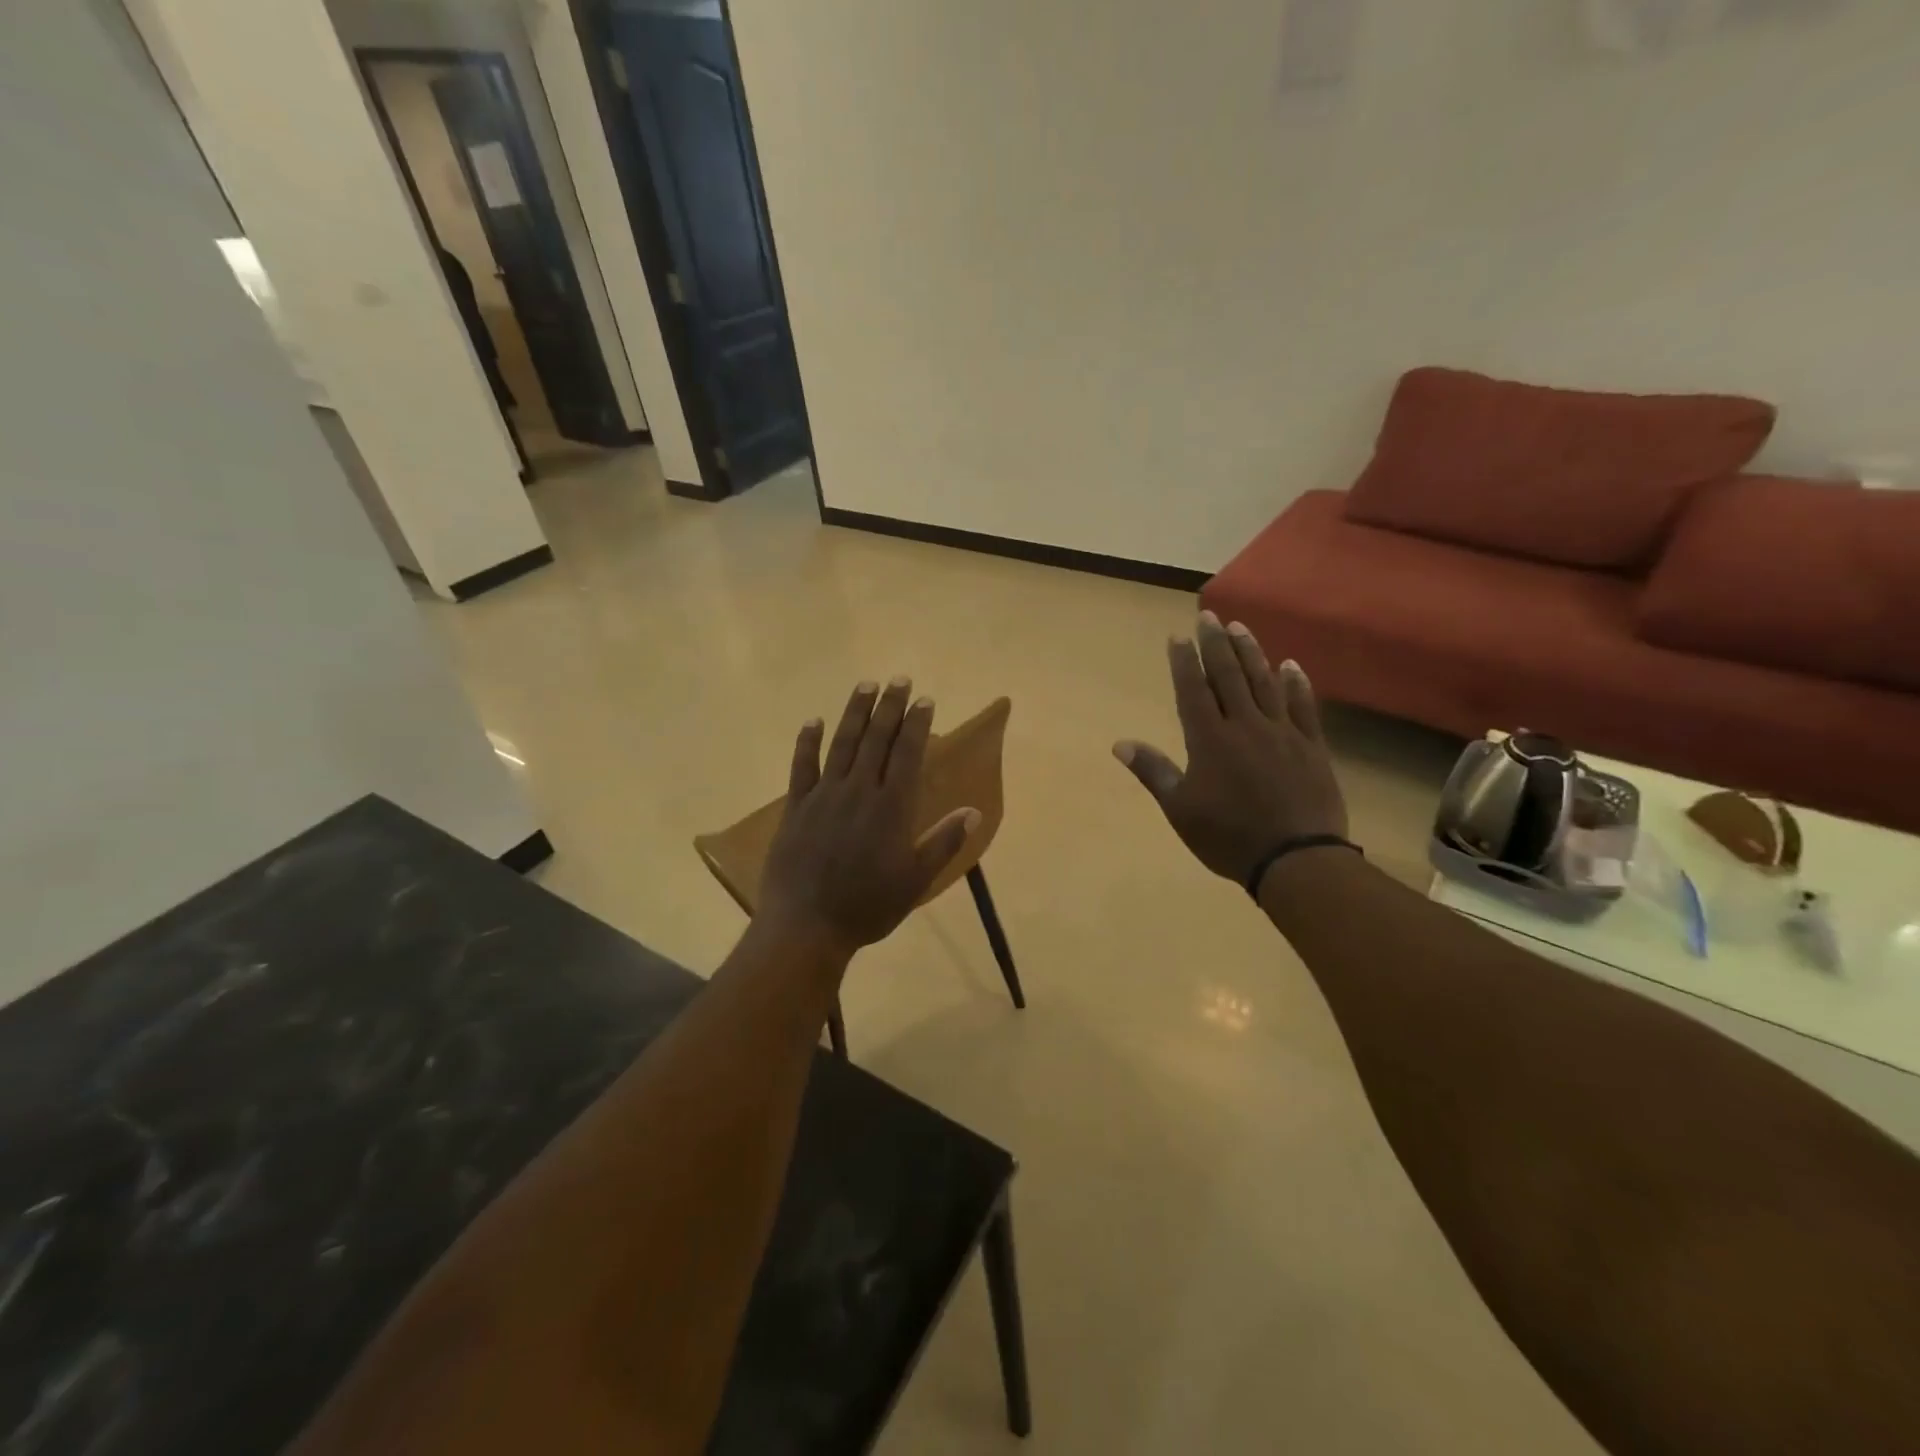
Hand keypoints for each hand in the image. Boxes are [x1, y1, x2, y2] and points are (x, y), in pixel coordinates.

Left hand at [757, 678, 978, 959]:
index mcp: (891, 807)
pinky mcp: (796, 807)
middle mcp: (859, 790)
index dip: (917, 724)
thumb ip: (944, 842)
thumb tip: (974, 811)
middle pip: (877, 739)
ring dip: (855, 712)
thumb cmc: (868, 906)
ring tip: (865, 685)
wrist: (806, 926)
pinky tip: (814, 721)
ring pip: (843, 743)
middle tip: (898, 680)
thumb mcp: (915, 880)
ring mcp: (824, 795)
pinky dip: (808, 741)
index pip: (907, 753)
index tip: (924, 700)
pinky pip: (802, 765)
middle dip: (890, 707)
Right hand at [1115, 612, 1348, 885]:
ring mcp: (1282, 733)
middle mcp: (1245, 725)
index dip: (1184, 662)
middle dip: (1216, 644)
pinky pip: (1303, 707)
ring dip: (1251, 653)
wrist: (1297, 859)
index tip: (1178, 636)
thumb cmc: (1229, 837)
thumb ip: (1153, 771)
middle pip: (1228, 676)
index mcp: (1209, 740)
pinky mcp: (1311, 746)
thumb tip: (1120, 743)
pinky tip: (1291, 665)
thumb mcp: (1180, 810)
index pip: (1193, 690)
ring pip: (1264, 683)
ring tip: (1241, 627)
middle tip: (1209, 615)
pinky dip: (1296, 684)